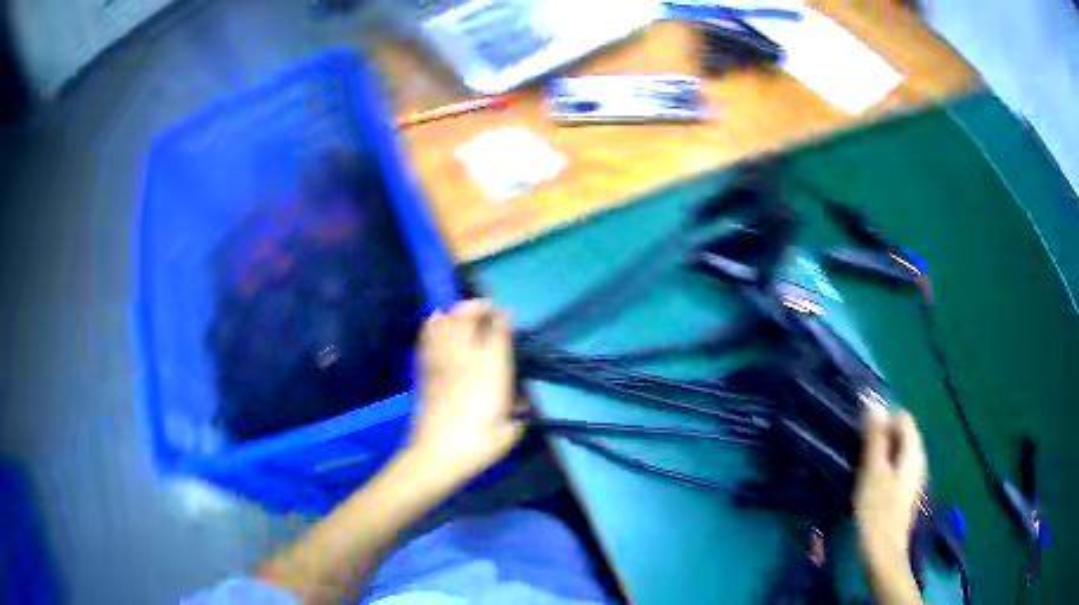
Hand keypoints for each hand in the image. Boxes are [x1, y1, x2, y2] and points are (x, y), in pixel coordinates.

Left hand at [408, 299, 523, 486]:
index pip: (499, 331)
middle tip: (489, 310)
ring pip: (447, 321)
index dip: (504, 318)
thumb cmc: (478, 445)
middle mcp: (466, 358)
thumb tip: (520, 401)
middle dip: (479, 306)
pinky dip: (433, 324)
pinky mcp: (425, 369)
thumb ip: (518, 412)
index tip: (509, 314)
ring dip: (457, 312)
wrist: (436, 455)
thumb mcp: (509, 432)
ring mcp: (442, 360)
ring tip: (466, 314)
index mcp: (492, 371)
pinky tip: (438, 319)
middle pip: (469, 315)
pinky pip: (428, 337)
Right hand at [854, 404, 926, 576]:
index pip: (903, 418)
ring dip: (880, 453)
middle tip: (858, 451)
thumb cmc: (877, 512)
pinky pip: (895, 468)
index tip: (861, 434)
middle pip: (902, 434)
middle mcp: (918, 460)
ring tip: (860, 467)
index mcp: (913, 452)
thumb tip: (873, 402)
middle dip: (881, 436)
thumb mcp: (873, 472)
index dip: (883, 419)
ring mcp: (912, 478)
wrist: (882, 554)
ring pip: (898, 452)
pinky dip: (882, 468)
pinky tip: (868, 484)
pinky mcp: (904, 493)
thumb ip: (875, 437)